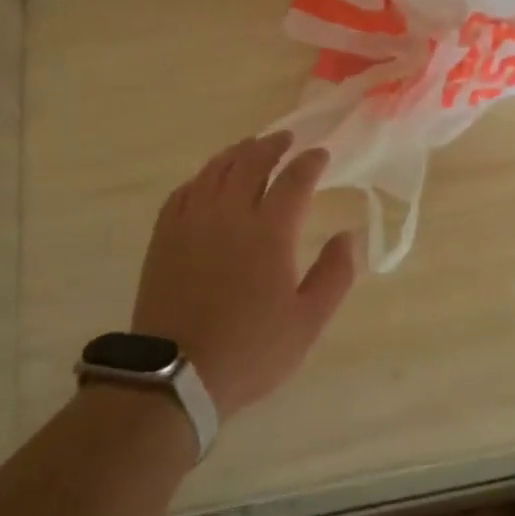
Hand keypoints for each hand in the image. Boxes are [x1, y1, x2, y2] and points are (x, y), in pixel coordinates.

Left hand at [132, 132, 355, 419]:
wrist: (175, 376)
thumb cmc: (250, 350)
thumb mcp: (308, 322)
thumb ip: (335, 274)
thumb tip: (349, 235)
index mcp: (269, 231)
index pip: (295, 179)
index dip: (311, 162)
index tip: (321, 155)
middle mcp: (230, 214)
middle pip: (252, 161)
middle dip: (273, 145)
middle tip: (287, 139)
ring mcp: (192, 221)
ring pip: (216, 170)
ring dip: (238, 153)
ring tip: (250, 148)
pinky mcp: (165, 236)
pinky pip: (185, 191)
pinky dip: (203, 177)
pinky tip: (208, 180)